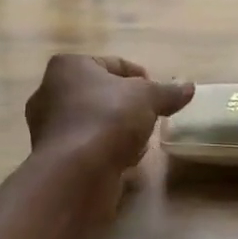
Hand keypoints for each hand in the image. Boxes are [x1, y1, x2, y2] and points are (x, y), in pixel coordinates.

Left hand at [25, 54, 194, 173]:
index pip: (113, 64)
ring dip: (119, 131)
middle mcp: (50, 93)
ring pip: (96, 123)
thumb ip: (168, 92)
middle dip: (128, 107)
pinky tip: (125, 162)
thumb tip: (189, 88)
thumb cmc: (108, 119)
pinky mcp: (54, 159)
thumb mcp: (147, 97)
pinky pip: (89, 148)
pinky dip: (107, 152)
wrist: (76, 174)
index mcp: (69, 67)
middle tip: (150, 117)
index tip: (159, 95)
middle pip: (103, 95)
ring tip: (139, 143)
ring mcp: (49, 128)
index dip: (141, 78)